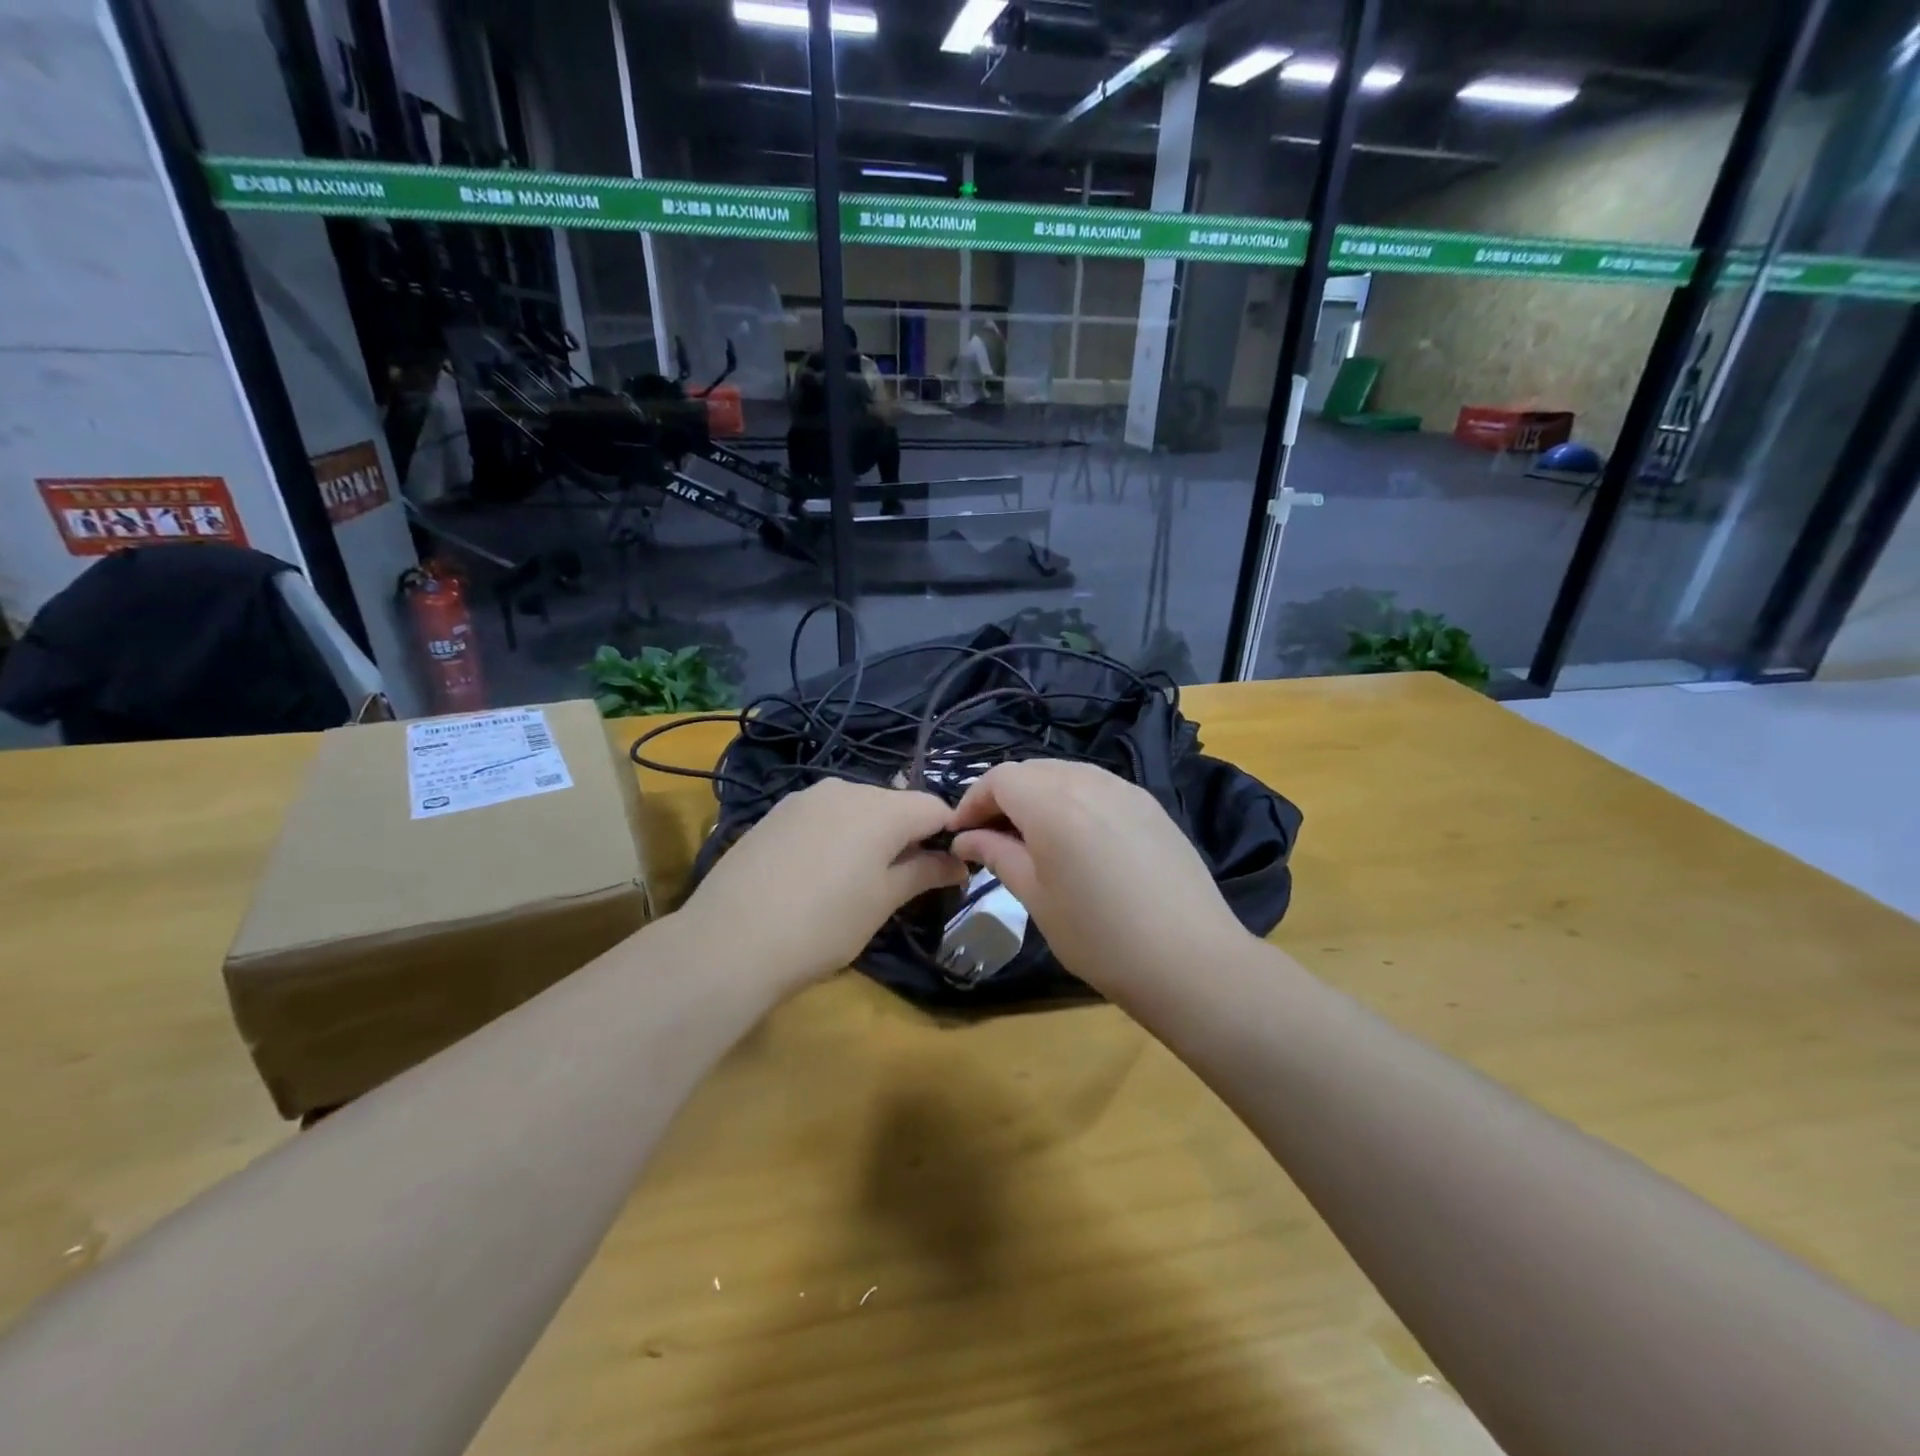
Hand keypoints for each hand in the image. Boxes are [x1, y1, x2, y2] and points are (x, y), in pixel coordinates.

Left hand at [682, 779, 966, 992]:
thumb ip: (924, 873)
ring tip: (855, 880)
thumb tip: (958, 862)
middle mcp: (846, 788)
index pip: (935, 807)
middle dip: (908, 835)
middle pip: (895, 803)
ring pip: (857, 807)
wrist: (728, 941)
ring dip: (870, 834)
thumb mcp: (882, 902)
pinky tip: (817, 873)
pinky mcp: (776, 812)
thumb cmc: (823, 925)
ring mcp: (805, 797)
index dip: (948, 835)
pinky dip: (835, 835)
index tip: (946, 870)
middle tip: (902, 882)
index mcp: (882, 807)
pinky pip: (823, 815)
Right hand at [948, 761, 1250, 994]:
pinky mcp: (1150, 805)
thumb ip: (999, 855)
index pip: (1000, 779)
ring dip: (1038, 795)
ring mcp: (1125, 790)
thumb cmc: (1100, 937)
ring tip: (1030, 837)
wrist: (1190, 960)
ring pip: (1065, 774)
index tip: (960, 833)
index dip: (973, 800)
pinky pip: (1097, 787)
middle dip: (1003, 796)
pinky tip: (1076, 838)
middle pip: (1032, 770)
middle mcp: (1089, 782)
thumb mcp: (1037, 898)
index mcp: (1054, 803)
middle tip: (990, 836)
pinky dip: (1072, 800)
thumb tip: (966, 837)